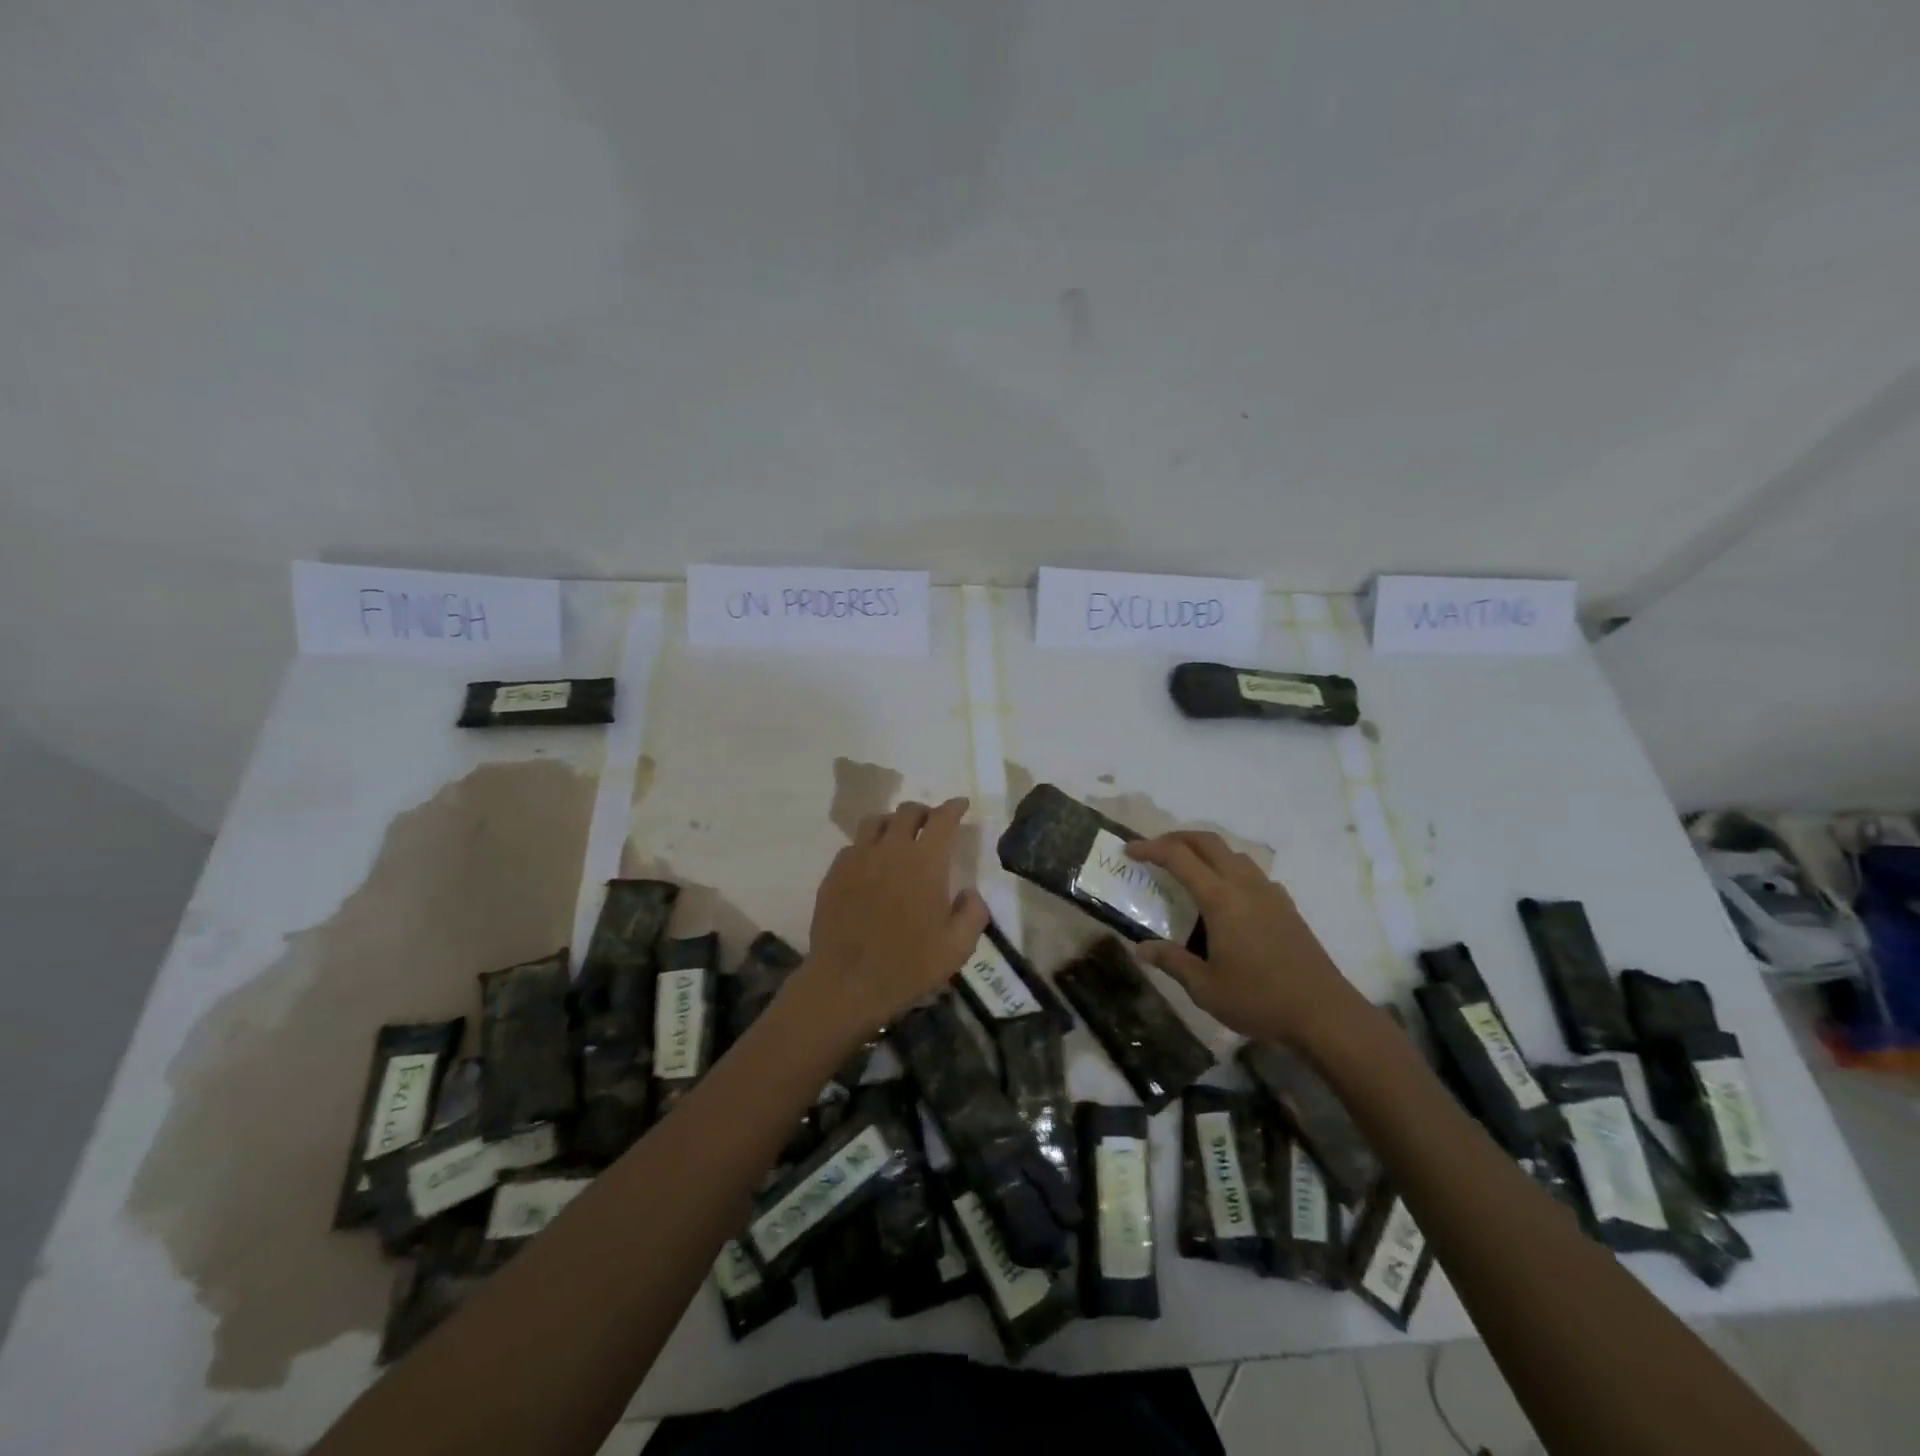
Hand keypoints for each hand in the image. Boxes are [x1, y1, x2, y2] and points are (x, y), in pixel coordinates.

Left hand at [791, 798, 988, 1047]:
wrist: (846, 983)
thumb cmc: (907, 966)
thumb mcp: (957, 948)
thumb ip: (973, 914)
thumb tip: (970, 893)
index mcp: (925, 862)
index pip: (942, 819)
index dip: (954, 807)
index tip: (961, 805)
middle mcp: (891, 850)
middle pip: (907, 811)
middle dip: (924, 812)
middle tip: (931, 825)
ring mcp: (857, 859)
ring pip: (876, 822)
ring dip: (893, 823)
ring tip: (899, 838)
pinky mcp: (834, 874)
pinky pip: (853, 846)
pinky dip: (868, 846)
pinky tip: (871, 865)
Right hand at [1128, 831, 1365, 1048]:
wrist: (1324, 1014)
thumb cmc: (1260, 999)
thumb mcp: (1205, 988)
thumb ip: (1172, 962)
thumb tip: (1142, 948)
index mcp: (1221, 899)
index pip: (1179, 858)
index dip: (1151, 849)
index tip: (1130, 851)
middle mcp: (1244, 885)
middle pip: (1208, 842)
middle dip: (1177, 838)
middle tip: (1154, 849)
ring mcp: (1269, 893)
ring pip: (1233, 853)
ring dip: (1205, 850)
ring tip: (1187, 868)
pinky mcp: (1286, 905)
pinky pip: (1251, 872)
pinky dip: (1229, 868)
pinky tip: (1226, 896)